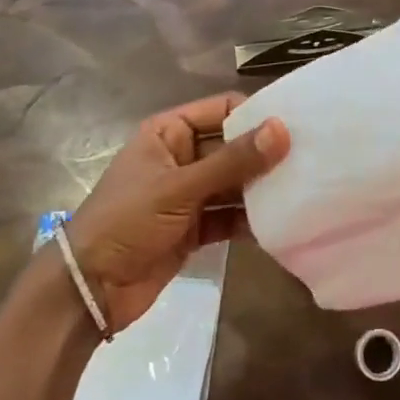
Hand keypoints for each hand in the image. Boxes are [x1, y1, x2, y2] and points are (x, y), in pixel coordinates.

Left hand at [66, 94, 288, 331]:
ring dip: (261, 187)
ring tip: (304, 188)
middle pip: (232, 146)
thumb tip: (282, 129)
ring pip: (234, 182)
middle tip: (310, 158)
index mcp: (169, 133)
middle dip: (265, 154)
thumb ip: (232, 161)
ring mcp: (189, 193)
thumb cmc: (126, 222)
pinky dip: (250, 218)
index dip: (256, 114)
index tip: (297, 123)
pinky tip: (281, 222)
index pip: (222, 109)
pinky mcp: (195, 227)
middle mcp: (182, 157)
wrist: (89, 290)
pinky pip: (230, 214)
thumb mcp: (179, 188)